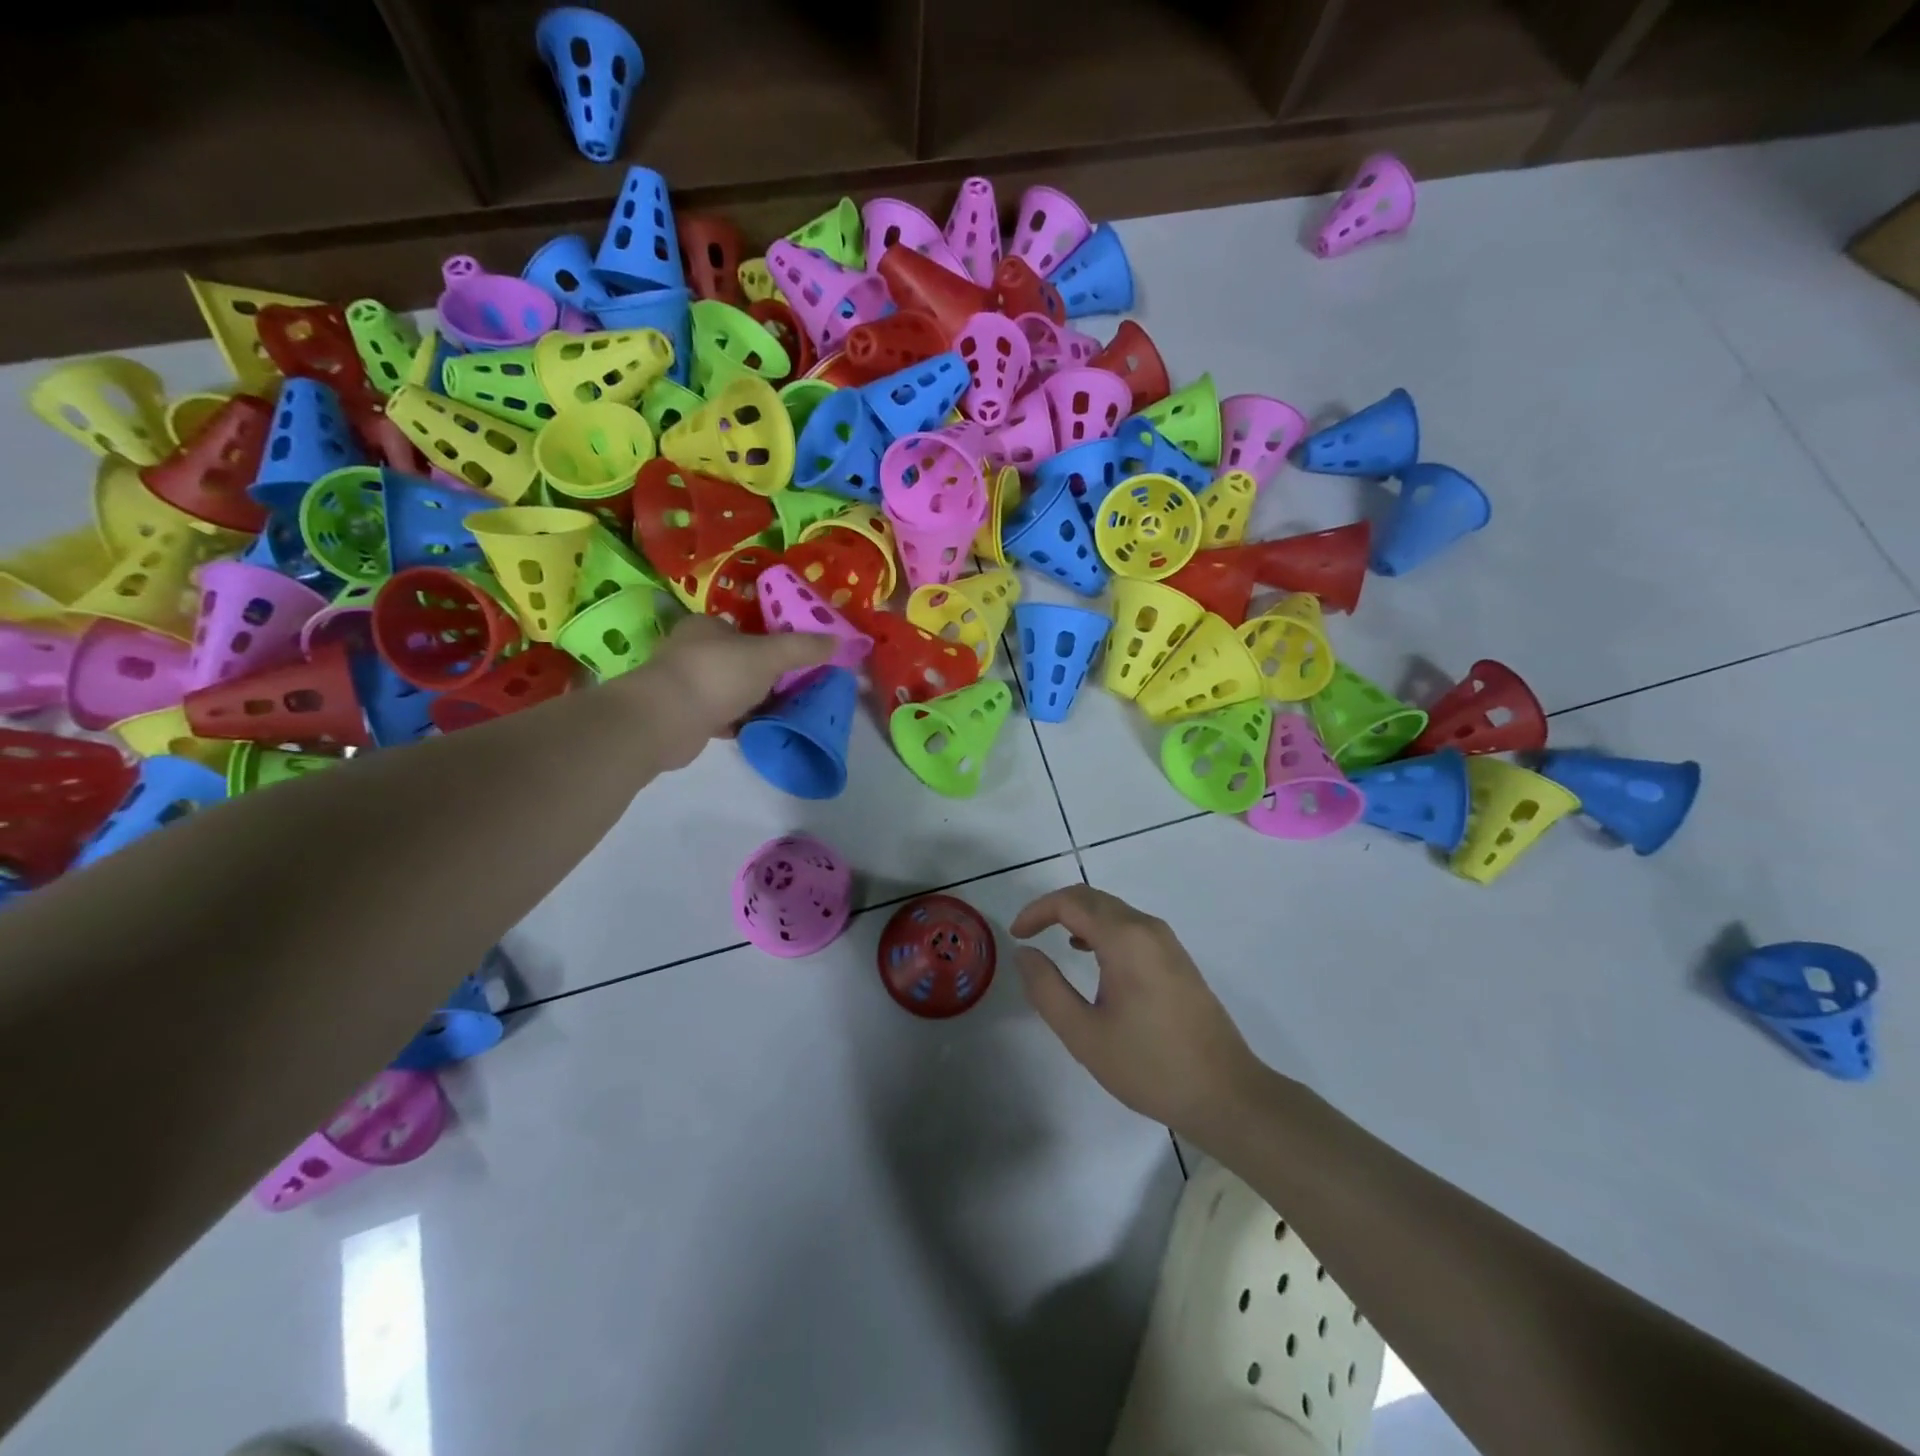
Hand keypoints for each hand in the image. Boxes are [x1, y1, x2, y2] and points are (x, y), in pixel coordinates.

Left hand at [633, 615, 835, 766]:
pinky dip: (741, 721)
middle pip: (741, 660)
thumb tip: (841, 639)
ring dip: (755, 700)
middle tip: (799, 687)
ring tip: (787, 710)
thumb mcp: (769, 655)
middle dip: (768, 674)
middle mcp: (693, 650)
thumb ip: (803, 648)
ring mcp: (686, 684)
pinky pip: (722, 715)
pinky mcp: (685, 716)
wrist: (664, 721)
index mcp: (708, 626)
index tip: (800, 659)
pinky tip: (761, 728)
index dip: (774, 641)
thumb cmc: (716, 675)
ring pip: (732, 689)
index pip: (747, 628)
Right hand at [1011, 885, 1266, 1141]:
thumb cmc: (1149, 1066)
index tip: (1016, 935)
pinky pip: (1131, 927)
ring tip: (1053, 944)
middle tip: (1028, 935)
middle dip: (1055, 909)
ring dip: (1079, 918)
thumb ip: (1047, 988)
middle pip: (1093, 898)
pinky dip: (1102, 930)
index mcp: (1125, 939)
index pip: (1071, 902)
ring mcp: (1167, 942)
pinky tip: (1091, 957)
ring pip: (1113, 911)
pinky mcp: (1177, 959)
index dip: (1037, 911)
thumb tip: (1025, 953)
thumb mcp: (1084, 1034)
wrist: (1225, 1094)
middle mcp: (1147, 928)